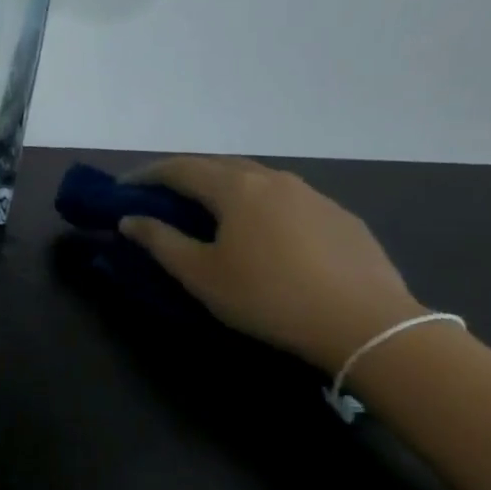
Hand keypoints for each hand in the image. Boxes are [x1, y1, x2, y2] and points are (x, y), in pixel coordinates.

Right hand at [118, 157, 426, 370]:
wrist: (367, 324)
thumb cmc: (268, 297)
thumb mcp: (200, 274)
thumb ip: (160, 241)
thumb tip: (130, 219)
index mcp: (236, 188)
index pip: (180, 168)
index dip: (147, 175)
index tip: (123, 187)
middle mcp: (274, 180)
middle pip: (219, 165)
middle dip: (184, 175)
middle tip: (160, 194)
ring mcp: (313, 196)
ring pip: (256, 178)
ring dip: (223, 186)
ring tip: (207, 208)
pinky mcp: (340, 217)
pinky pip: (286, 198)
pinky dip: (258, 203)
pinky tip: (260, 230)